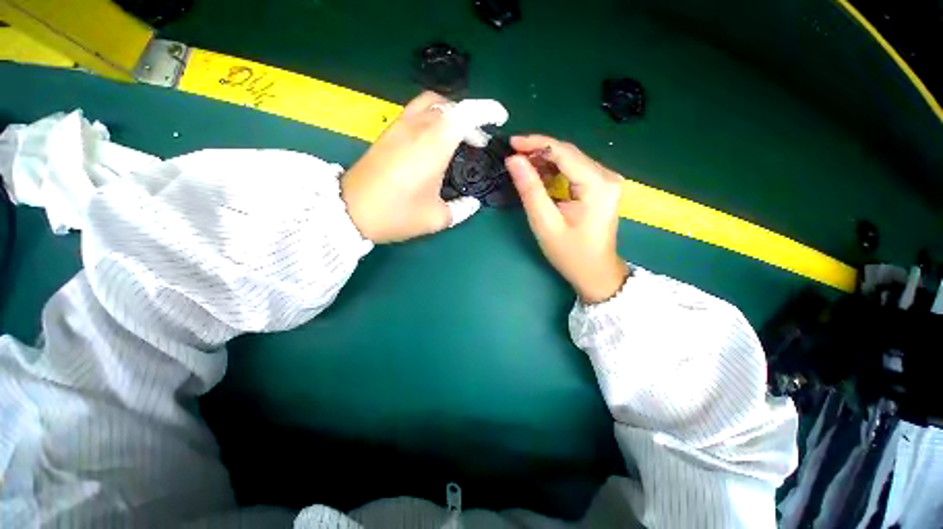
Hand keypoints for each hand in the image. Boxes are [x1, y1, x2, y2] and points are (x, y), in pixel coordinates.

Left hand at [341, 91, 507, 243]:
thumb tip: (472, 204)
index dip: (487, 110)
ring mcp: (398, 128)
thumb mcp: (435, 218)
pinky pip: (416, 114)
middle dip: (470, 118)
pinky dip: (433, 119)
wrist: (349, 212)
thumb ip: (460, 209)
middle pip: (449, 106)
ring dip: (450, 115)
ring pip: (430, 105)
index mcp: (433, 146)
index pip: (465, 113)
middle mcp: (416, 128)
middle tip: (478, 141)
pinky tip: (435, 143)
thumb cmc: (396, 214)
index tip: (500, 118)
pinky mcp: (387, 134)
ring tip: (458, 138)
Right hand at [505, 135, 629, 303]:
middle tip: (513, 157)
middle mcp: (607, 176)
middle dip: (539, 151)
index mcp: (598, 185)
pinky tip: (538, 176)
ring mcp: (606, 180)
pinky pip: (574, 170)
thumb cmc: (571, 254)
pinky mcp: (601, 186)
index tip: (511, 143)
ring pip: (570, 160)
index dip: (536, 143)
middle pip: (569, 153)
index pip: (564, 152)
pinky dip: (554, 171)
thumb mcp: (546, 224)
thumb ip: (530, 190)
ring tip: (521, 166)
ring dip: (545, 161)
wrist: (595, 272)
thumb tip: (513, 161)